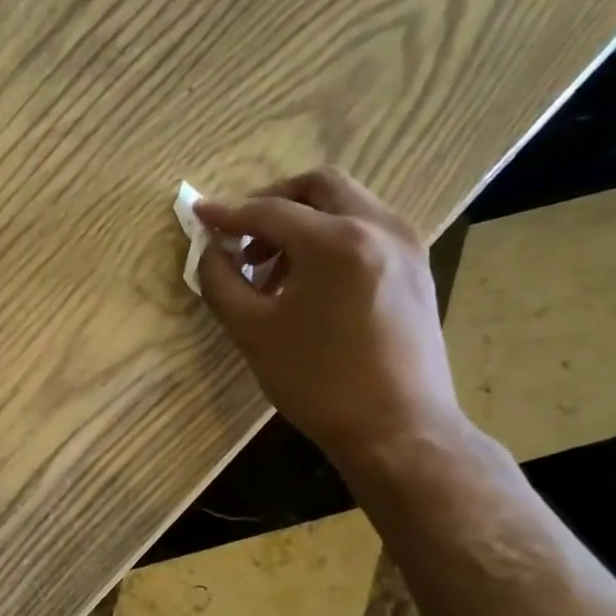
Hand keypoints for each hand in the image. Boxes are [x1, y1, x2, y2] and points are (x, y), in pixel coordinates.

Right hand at [195, 168, 462, 466]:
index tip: (199, 215)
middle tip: (243, 235)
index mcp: (336, 241)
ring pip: (347, 206)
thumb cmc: (317, 381)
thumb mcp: (252, 331)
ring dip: (303, 222)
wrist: (398, 429)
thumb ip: (220, 281)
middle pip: (320, 186)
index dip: (228, 213)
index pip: (270, 211)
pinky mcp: (417, 269)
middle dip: (273, 202)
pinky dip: (331, 239)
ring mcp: (406, 246)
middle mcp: (379, 227)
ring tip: (271, 270)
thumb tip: (210, 251)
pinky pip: (367, 231)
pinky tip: (308, 283)